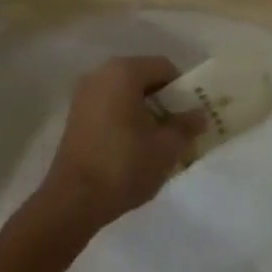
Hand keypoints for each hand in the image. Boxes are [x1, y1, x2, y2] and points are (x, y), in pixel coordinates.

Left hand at [38, 56, 203, 231]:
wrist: (72, 203)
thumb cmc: (123, 165)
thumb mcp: (166, 147)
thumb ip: (186, 126)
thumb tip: (199, 115)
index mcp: (124, 71)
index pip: (165, 68)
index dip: (183, 90)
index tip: (190, 115)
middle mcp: (101, 73)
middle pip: (144, 78)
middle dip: (163, 101)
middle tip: (176, 129)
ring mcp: (84, 95)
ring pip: (126, 94)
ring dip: (144, 111)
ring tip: (155, 141)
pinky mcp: (75, 116)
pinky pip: (110, 107)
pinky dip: (125, 119)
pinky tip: (132, 147)